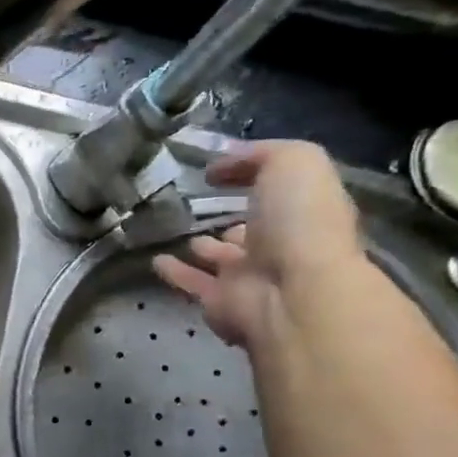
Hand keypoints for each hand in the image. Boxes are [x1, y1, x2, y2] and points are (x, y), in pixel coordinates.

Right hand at [152, 141, 363, 348]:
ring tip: (175, 231)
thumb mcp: (293, 162)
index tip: (217, 171)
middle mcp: (279, 244)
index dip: (252, 176)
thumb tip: (218, 166)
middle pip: (252, 229)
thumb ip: (258, 154)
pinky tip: (156, 260)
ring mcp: (249, 276)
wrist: (293, 294)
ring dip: (203, 247)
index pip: (277, 191)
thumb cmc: (300, 222)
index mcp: (301, 211)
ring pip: (221, 258)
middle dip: (232, 217)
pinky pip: (191, 282)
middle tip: (198, 205)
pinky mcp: (218, 302)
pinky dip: (175, 272)